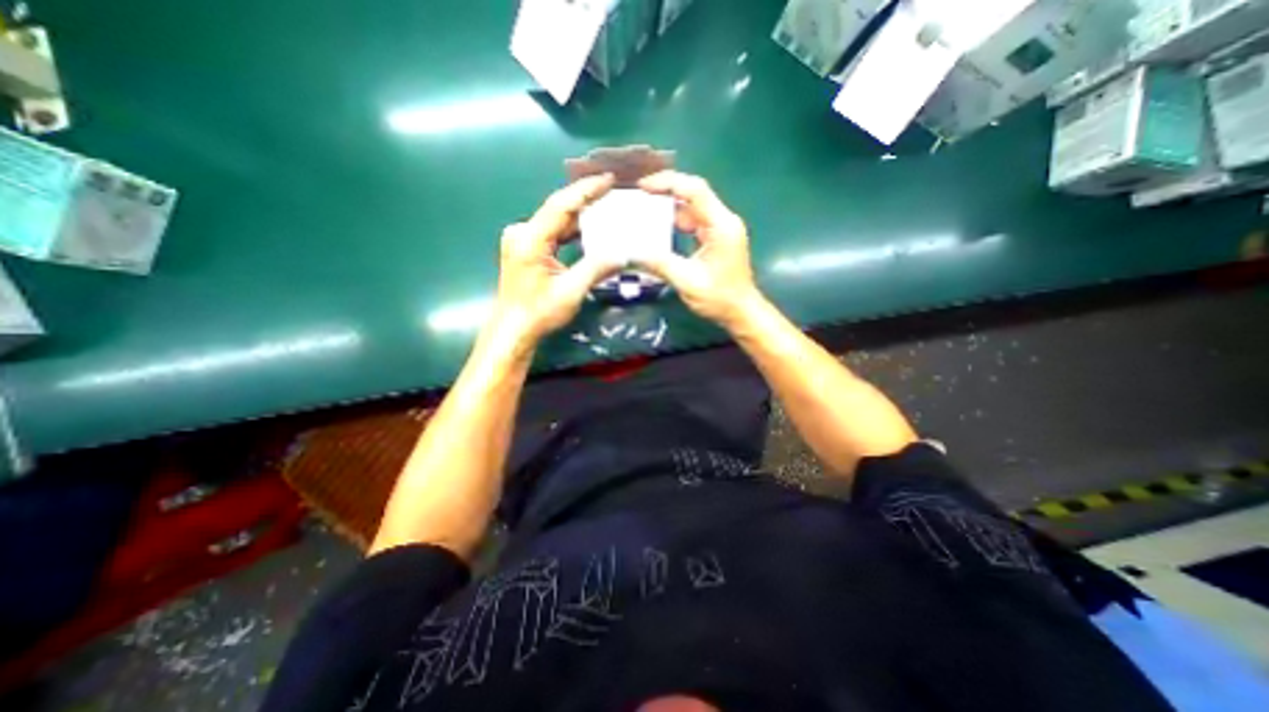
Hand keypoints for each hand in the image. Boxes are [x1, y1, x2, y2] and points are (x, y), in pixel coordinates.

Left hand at [489, 175, 619, 346]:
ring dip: (581, 216)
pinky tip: (590, 228)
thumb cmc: (539, 312)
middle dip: (586, 200)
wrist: (513, 329)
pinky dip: (572, 230)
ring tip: (607, 206)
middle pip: (559, 210)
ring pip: (556, 221)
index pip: (561, 205)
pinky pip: (553, 232)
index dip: (586, 190)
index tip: (608, 179)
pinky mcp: (526, 248)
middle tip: (613, 192)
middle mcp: (523, 232)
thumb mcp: (571, 291)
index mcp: (530, 239)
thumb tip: (624, 254)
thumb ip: (596, 268)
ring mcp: (522, 239)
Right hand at [634, 169, 762, 327]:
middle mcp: (723, 220)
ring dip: (669, 207)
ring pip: (693, 208)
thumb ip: (660, 264)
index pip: (694, 190)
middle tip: (639, 194)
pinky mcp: (717, 238)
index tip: (642, 187)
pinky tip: (658, 226)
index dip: (668, 183)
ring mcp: (721, 229)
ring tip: (643, 208)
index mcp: (721, 225)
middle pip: (694, 194)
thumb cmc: (720, 298)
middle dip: (666, 191)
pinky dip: (676, 221)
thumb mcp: (687, 282)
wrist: (742, 312)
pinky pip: (694, 221)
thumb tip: (630, 253)